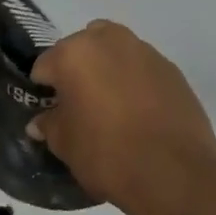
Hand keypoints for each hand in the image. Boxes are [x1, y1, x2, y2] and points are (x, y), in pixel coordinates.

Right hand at [29, 20, 215, 214]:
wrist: (174, 173)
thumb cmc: (107, 154)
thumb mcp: (65, 145)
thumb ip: (49, 125)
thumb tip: (41, 122)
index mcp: (74, 53)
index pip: (45, 65)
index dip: (43, 90)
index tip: (49, 112)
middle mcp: (109, 41)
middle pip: (82, 48)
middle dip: (77, 71)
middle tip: (79, 106)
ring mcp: (145, 52)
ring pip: (115, 53)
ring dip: (108, 72)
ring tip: (111, 108)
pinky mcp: (172, 70)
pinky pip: (142, 69)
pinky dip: (135, 83)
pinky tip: (138, 114)